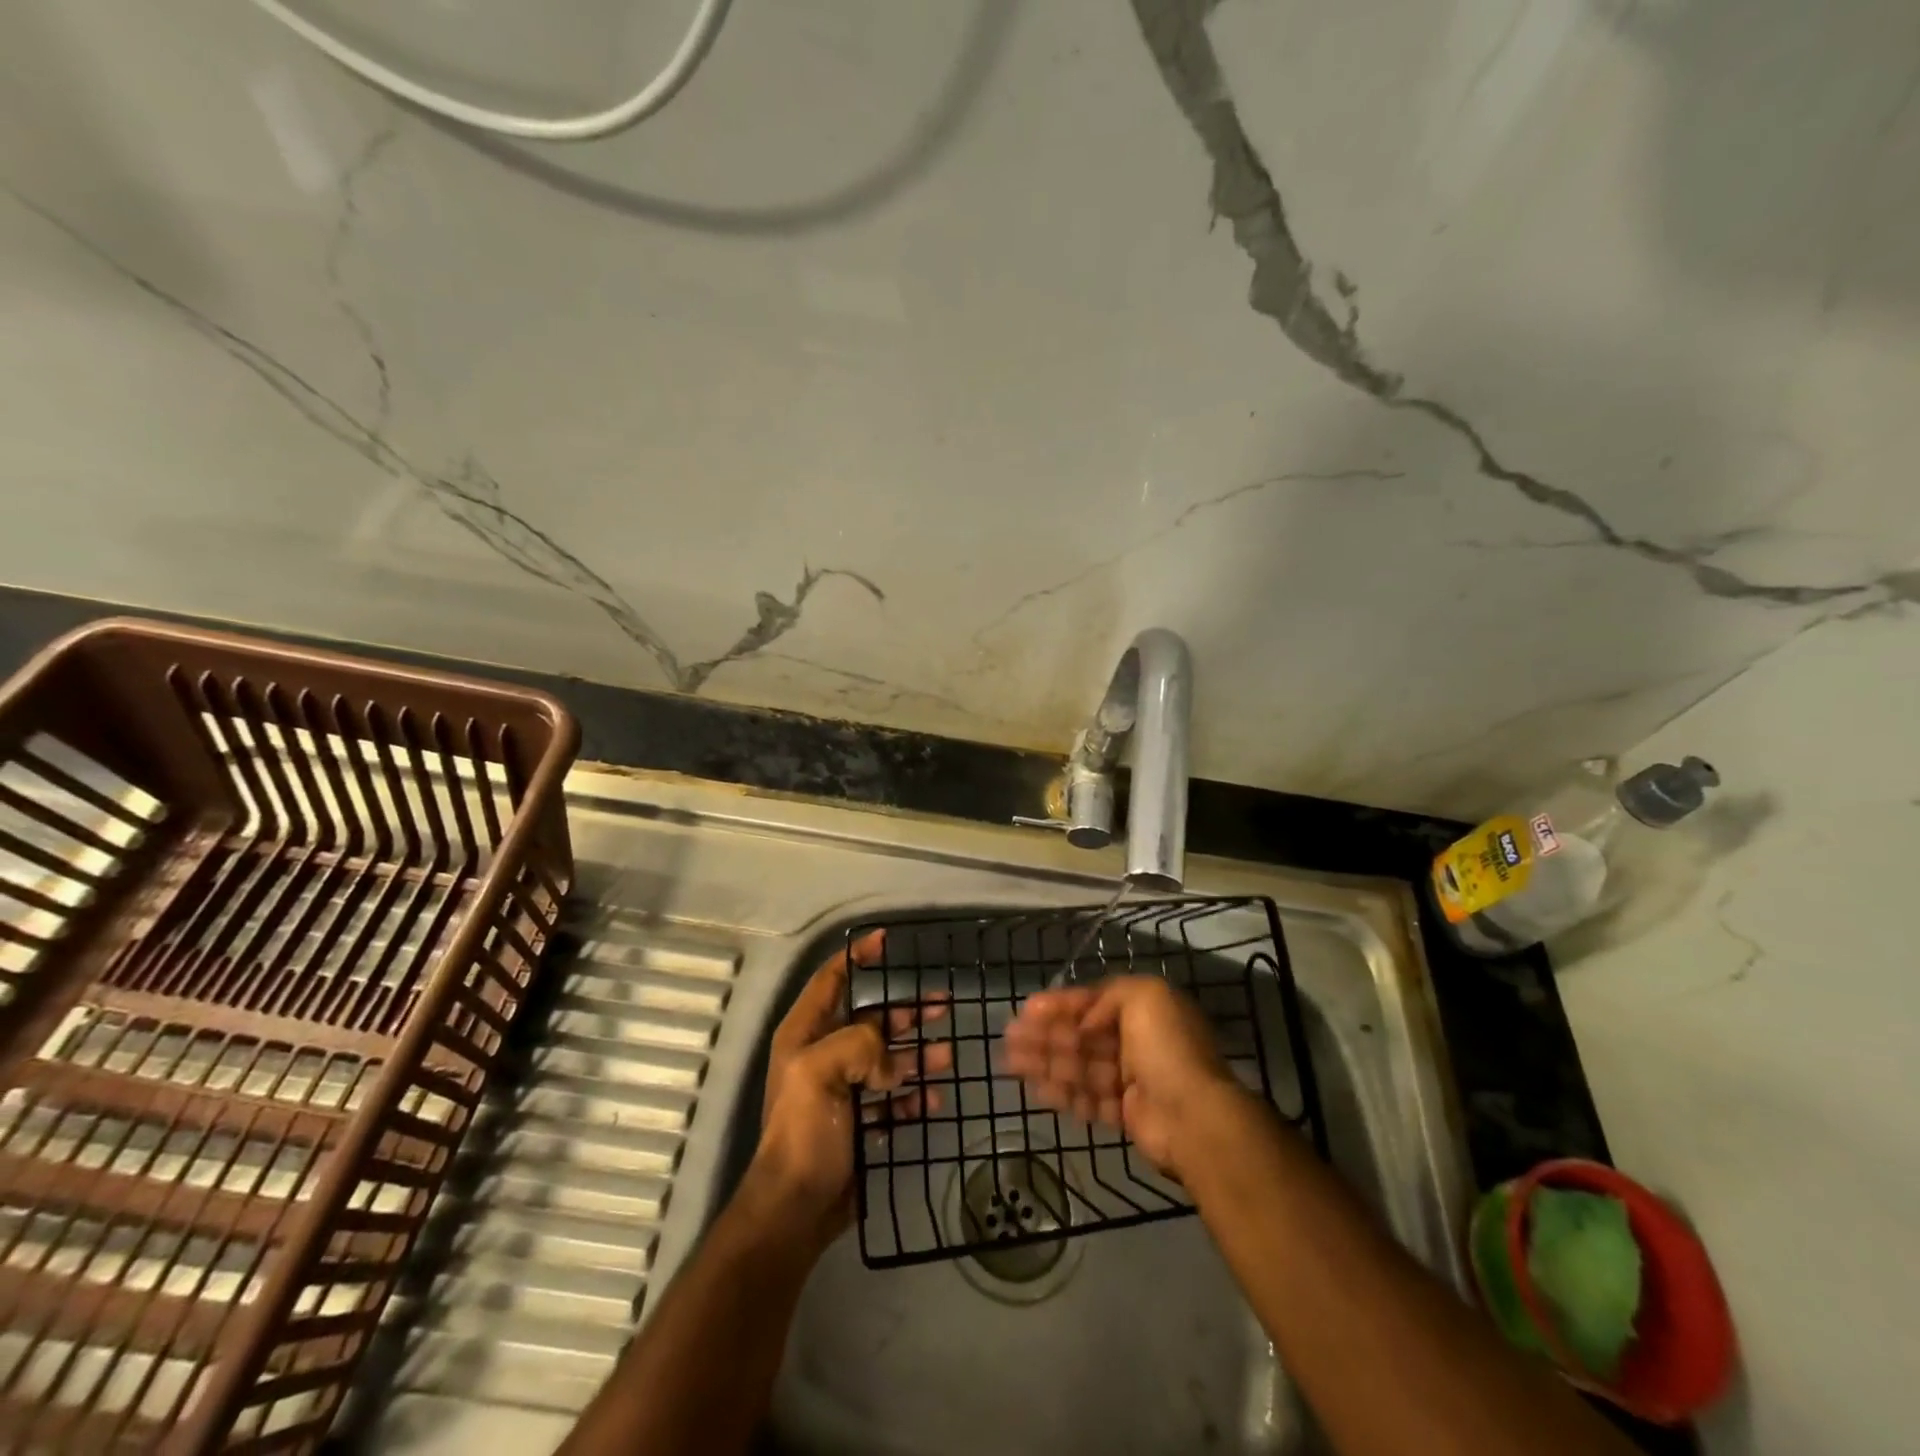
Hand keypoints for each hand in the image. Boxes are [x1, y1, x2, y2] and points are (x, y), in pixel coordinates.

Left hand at [749, 930, 951, 1247]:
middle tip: (944, 1006)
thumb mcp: (821, 1072)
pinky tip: (933, 1098)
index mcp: (806, 1034)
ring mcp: (844, 1090)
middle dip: (907, 1012)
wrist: (796, 1209)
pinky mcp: (860, 1122)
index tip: (886, 942)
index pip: (831, 980)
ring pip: (888, 1059)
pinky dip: (913, 1095)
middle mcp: (824, 1055)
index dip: (856, 957)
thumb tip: (892, 1061)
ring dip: (918, 1054)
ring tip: (948, 1054)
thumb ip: (860, 1044)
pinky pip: (893, 1098)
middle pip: (871, 1019)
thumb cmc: (804, 1131)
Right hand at [1003, 976, 1241, 1175]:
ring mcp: (1133, 1080)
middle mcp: (1139, 1042)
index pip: (1094, 1003)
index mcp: (1145, 1010)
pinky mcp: (1127, 1113)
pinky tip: (1035, 1088)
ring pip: (1080, 1066)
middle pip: (1082, 1036)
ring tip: (1011, 1062)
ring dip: (1046, 1061)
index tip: (1027, 1009)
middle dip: (1046, 1034)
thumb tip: (1085, 1020)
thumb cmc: (1166, 1048)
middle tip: (1010, 1037)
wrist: (1193, 1117)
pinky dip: (1062, 1092)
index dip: (1060, 1005)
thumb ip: (1107, 995)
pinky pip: (1088, 1098)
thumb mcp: (1144, 996)